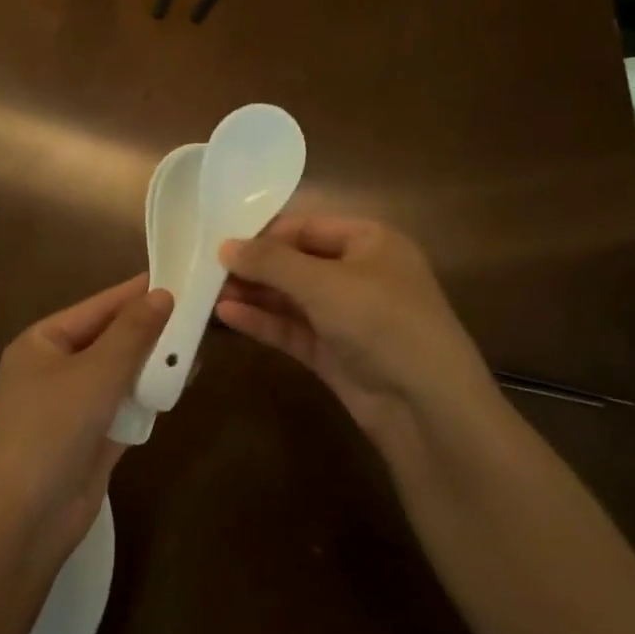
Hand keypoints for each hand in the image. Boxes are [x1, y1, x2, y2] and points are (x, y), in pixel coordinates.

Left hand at [0, 275, 171, 567]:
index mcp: (43, 342)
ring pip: (121, 373)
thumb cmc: (51, 431)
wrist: (23, 522)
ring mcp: (73, 405)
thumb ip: (132, 333)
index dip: (137, 292)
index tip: (179, 275)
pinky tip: (181, 383)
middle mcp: (56, 368)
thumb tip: (163, 294)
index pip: (98, 307)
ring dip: (153, 363)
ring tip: (198, 345)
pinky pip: (125, 405)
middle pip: (111, 339)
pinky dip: (149, 395)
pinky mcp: (92, 438)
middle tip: (199, 312)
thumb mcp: (94, 373)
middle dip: (151, 329)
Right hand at [216, 215, 498, 449]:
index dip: (264, 233)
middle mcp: (359, 273)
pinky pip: (293, 328)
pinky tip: (227, 316)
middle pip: (296, 262)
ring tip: (208, 292)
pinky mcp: (335, 352)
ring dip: (254, 294)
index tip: (221, 240)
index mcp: (370, 241)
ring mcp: (347, 316)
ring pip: (291, 298)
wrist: (427, 407)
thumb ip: (271, 262)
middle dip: (255, 266)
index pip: (307, 226)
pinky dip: (264, 321)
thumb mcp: (323, 283)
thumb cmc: (381, 321)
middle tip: (207, 270)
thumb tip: (225, 246)